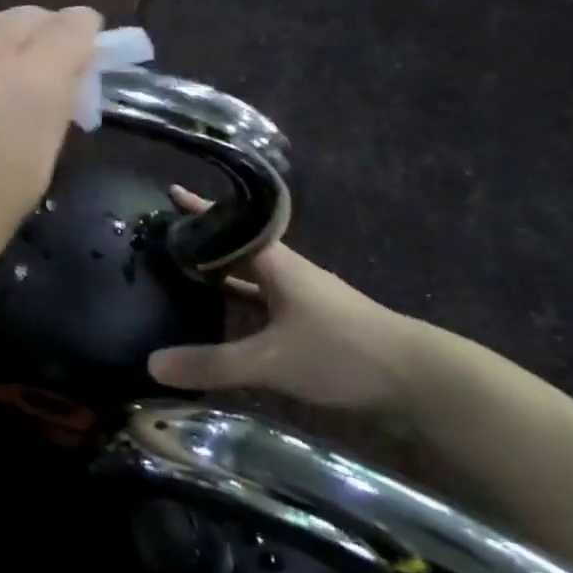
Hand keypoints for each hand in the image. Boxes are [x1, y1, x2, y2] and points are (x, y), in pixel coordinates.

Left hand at [0, 6, 104, 292]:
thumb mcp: (35, 173)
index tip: (87, 55)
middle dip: (48, 30)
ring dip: (5, 32)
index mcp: (32, 83)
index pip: (71, 27)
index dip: (86, 33)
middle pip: (27, 15)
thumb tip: (59, 89)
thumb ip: (51, 117)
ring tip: (4, 65)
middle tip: (49, 66)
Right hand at [149, 188, 420, 416]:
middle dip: (204, 243)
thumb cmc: (343, 352)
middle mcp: (289, 274)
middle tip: (165, 240)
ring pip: (251, 279)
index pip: (231, 226)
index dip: (200, 211)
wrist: (421, 380)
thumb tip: (152, 363)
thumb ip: (213, 363)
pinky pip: (263, 306)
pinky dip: (239, 306)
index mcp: (278, 265)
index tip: (170, 193)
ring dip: (220, 275)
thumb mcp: (271, 360)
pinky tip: (222, 320)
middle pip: (238, 249)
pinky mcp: (313, 326)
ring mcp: (303, 300)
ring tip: (183, 275)